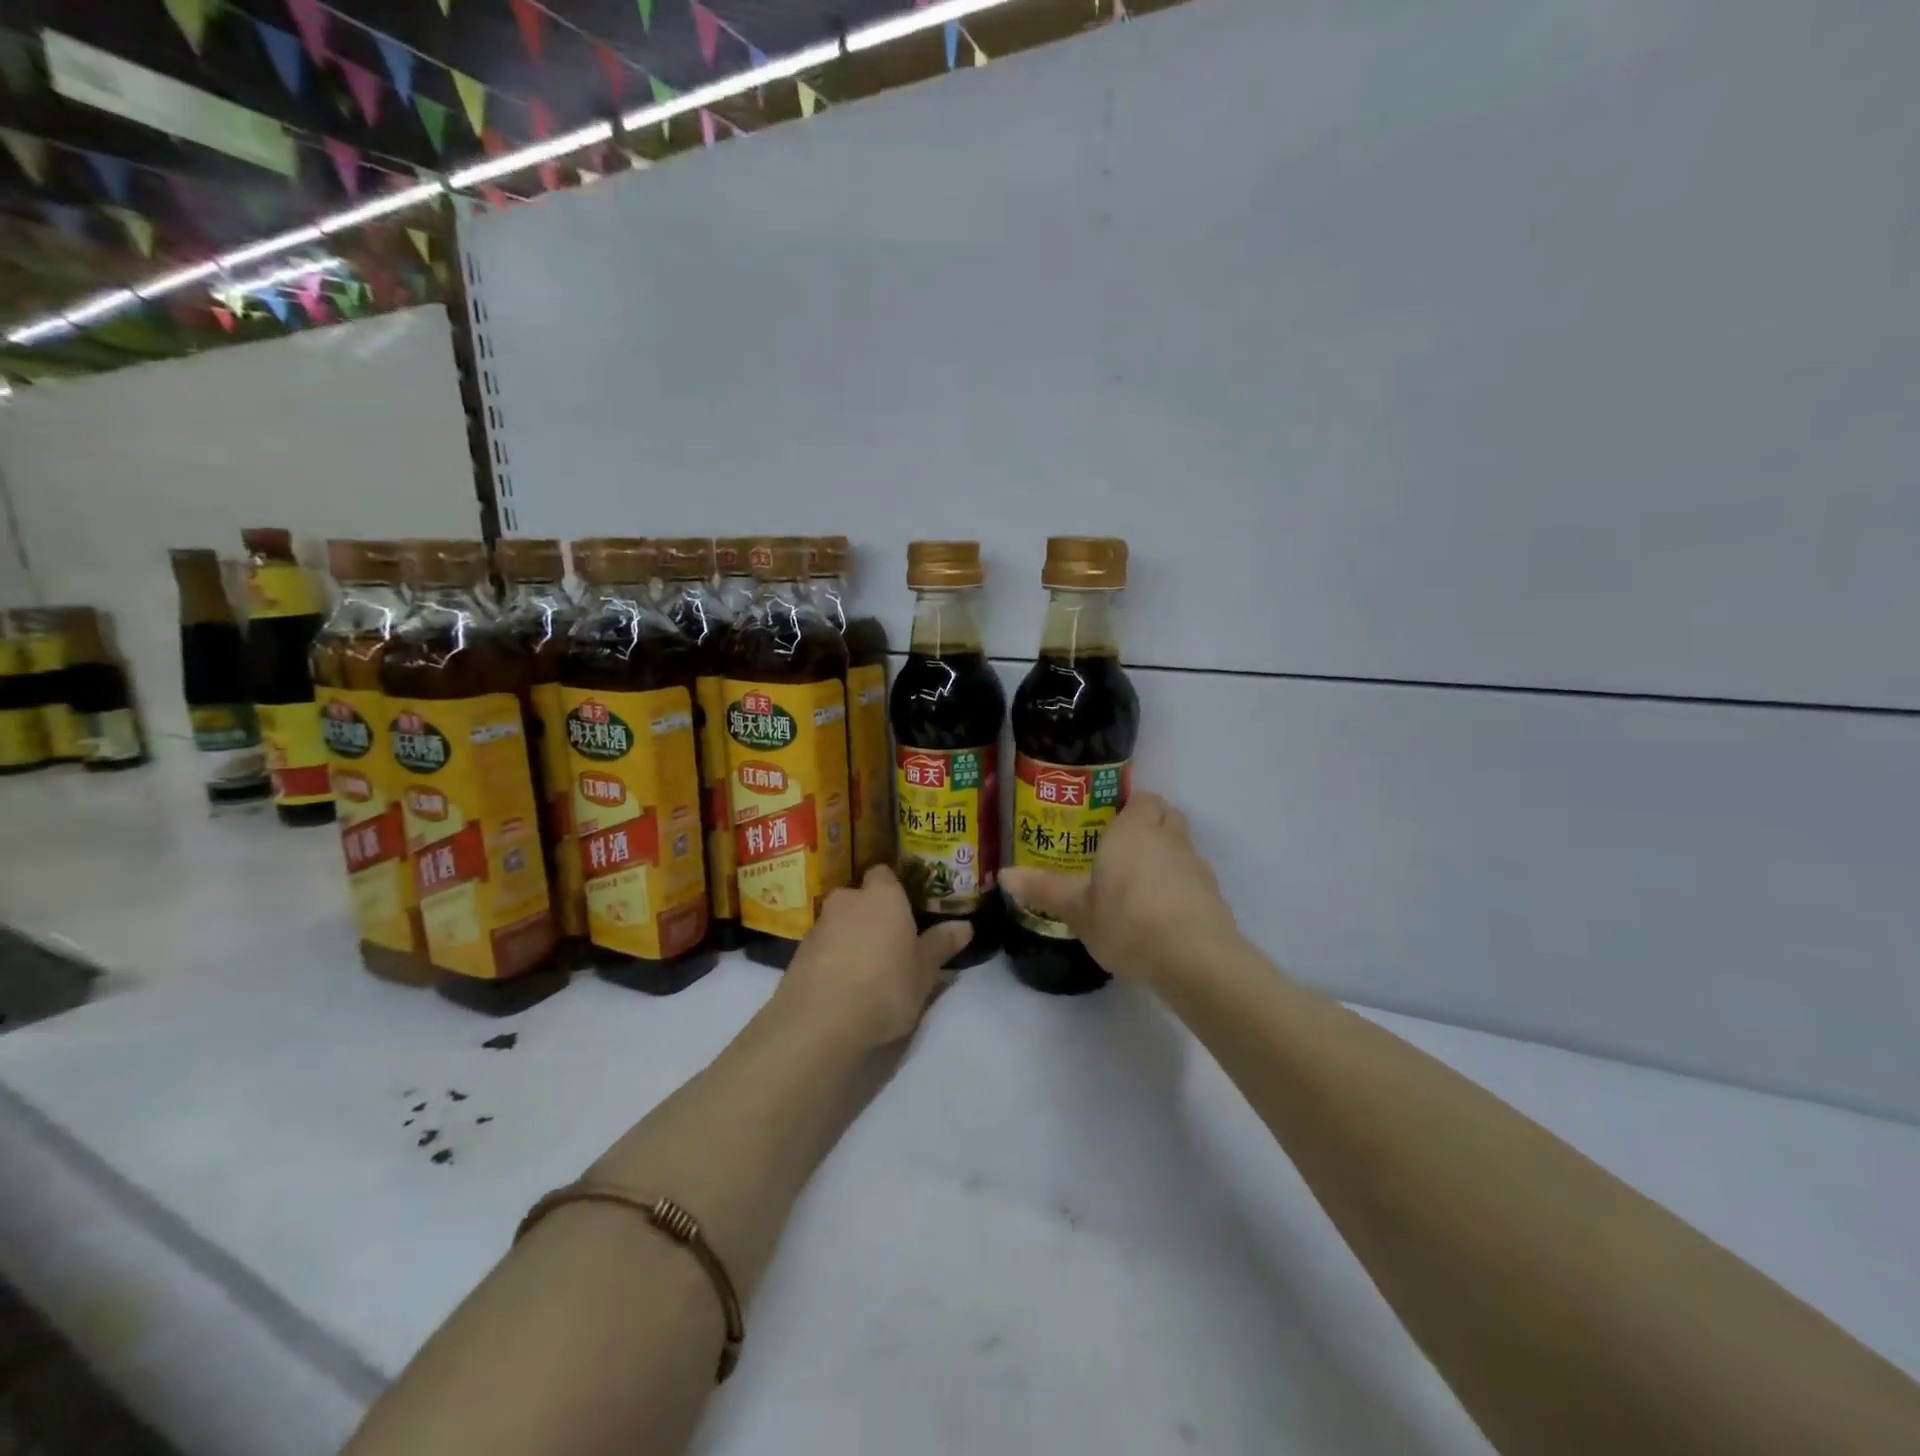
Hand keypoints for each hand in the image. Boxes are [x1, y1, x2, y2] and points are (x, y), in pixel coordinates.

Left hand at [774, 865, 973, 1048]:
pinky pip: (822, 946)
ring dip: (849, 936)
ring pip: (839, 921)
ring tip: (865, 967)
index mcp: (883, 896)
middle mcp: (848, 900)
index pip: (885, 873)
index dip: (894, 888)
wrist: (820, 1020)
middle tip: (889, 941)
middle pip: (859, 897)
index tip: (906, 909)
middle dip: (870, 913)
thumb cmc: (885, 987)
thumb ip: (941, 945)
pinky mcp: (798, 952)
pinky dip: (831, 957)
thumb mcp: (924, 971)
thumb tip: (965, 926)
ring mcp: (819, 925)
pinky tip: (842, 984)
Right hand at [1000, 792, 1236, 986]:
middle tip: (1123, 851)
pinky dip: (1180, 888)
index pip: (1142, 798)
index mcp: (1133, 830)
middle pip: (1167, 816)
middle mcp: (1168, 838)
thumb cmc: (1126, 921)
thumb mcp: (1077, 910)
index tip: (1110, 825)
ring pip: (1182, 848)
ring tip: (1139, 887)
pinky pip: (1193, 880)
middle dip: (1150, 826)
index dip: (1130, 808)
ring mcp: (1196, 866)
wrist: (1193, 958)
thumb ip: (1044, 889)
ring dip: (1166, 858)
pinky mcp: (1213, 896)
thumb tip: (1005, 874)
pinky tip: (1161, 915)